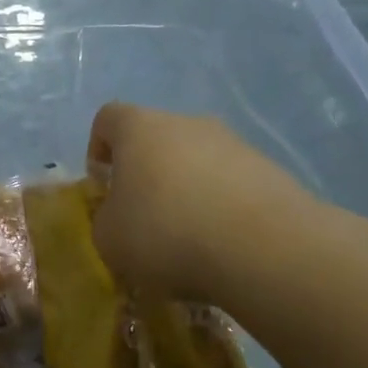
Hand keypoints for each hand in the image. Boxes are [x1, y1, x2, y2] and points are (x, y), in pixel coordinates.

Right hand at [87, 102, 320, 301]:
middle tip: (143, 218)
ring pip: (197, 162)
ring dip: (187, 192)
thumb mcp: (109, 238)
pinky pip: (232, 185)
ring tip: (188, 239)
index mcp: (139, 128)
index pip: (108, 119)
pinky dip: (222, 209)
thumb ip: (105, 219)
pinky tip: (223, 246)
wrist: (263, 248)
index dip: (98, 148)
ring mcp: (234, 144)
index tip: (102, 184)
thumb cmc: (165, 232)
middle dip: (146, 174)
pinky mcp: (270, 171)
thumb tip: (120, 215)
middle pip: (156, 140)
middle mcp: (187, 123)